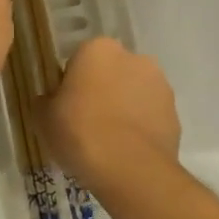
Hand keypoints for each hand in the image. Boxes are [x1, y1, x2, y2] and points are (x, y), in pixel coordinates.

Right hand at [37, 37, 180, 193]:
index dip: (70, 83)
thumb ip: (44, 101)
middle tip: (85, 121)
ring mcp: (160, 86)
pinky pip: (150, 116)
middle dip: (101, 90)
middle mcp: (133, 58)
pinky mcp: (175, 114)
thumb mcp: (42, 117)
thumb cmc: (79, 131)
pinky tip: (127, 151)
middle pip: (110, 72)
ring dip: (123, 107)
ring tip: (108, 140)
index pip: (79, 60)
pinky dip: (140, 128)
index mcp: (98, 49)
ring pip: (133, 92)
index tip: (65, 106)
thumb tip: (49, 100)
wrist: (130, 169)